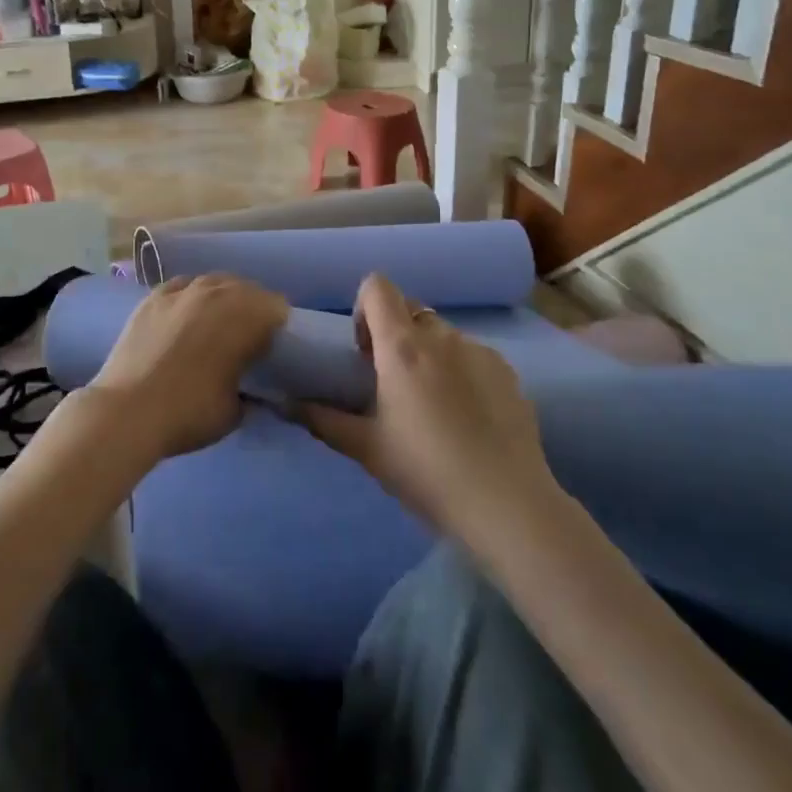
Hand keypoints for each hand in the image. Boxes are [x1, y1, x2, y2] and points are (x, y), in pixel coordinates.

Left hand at [90, 275, 287, 459]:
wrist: (128, 411)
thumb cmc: (190, 412)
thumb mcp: (235, 411)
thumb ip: (250, 392)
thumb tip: (251, 389)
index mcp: (246, 316)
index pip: (277, 306)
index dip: (279, 326)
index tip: (273, 347)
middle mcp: (217, 292)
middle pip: (247, 289)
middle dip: (252, 309)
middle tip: (247, 338)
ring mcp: (182, 290)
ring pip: (214, 282)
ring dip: (222, 298)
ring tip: (216, 324)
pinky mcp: (153, 297)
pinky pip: (182, 286)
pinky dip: (189, 297)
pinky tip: (185, 315)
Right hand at [295, 272, 556, 546]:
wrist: (507, 505)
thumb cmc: (426, 472)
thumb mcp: (367, 449)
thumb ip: (322, 419)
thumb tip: (283, 403)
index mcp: (402, 347)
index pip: (377, 286)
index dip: (363, 308)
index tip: (364, 351)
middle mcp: (441, 336)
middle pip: (409, 311)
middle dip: (395, 335)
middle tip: (393, 383)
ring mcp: (479, 350)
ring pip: (442, 335)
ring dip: (429, 354)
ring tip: (434, 406)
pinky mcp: (508, 371)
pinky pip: (473, 355)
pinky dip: (462, 372)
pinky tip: (468, 418)